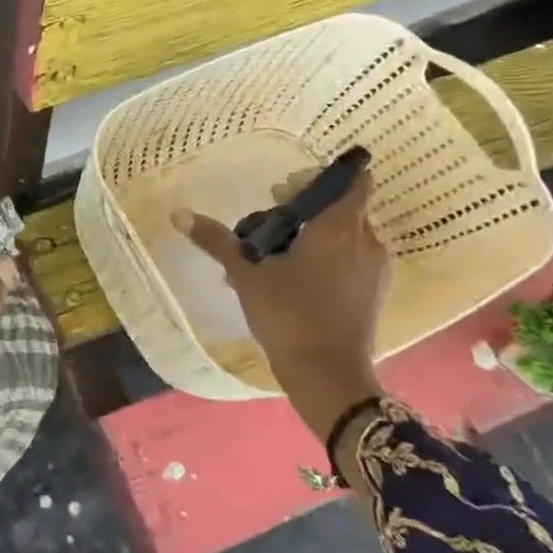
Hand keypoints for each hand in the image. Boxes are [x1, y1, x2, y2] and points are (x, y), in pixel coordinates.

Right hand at [172, 167, 387, 441]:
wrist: (327, 376)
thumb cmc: (289, 315)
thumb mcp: (246, 275)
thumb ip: (217, 240)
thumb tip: (178, 214)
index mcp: (340, 229)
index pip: (352, 182)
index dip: (321, 176)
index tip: (288, 187)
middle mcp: (365, 242)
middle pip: (342, 207)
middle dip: (305, 207)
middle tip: (266, 220)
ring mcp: (373, 269)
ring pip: (344, 234)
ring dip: (311, 233)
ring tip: (271, 251)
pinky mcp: (370, 292)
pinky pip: (348, 258)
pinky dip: (323, 255)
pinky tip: (288, 275)